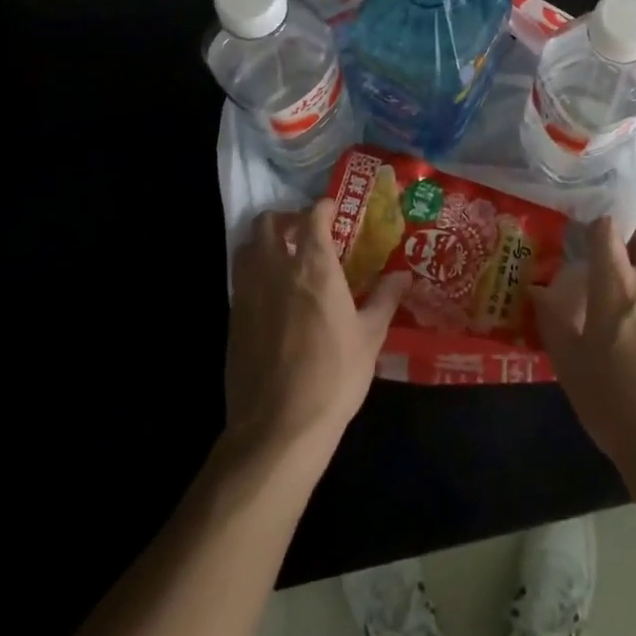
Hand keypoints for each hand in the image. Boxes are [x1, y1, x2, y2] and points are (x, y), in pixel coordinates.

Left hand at [225, 199, 407, 461]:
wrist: (278, 428)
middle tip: (306, 233)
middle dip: (286, 218)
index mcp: (313, 267)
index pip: (312, 217)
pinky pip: (240, 278)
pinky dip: (254, 272)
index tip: (333, 210)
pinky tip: (272, 295)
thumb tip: (402, 275)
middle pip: (268, 223)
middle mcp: (276, 270)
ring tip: (285, 258)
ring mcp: (248, 293)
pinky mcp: (233, 319)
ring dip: (265, 242)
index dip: (323, 207)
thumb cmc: (333, 377)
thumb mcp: (370, 338)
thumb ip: (385, 299)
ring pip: (247, 246)